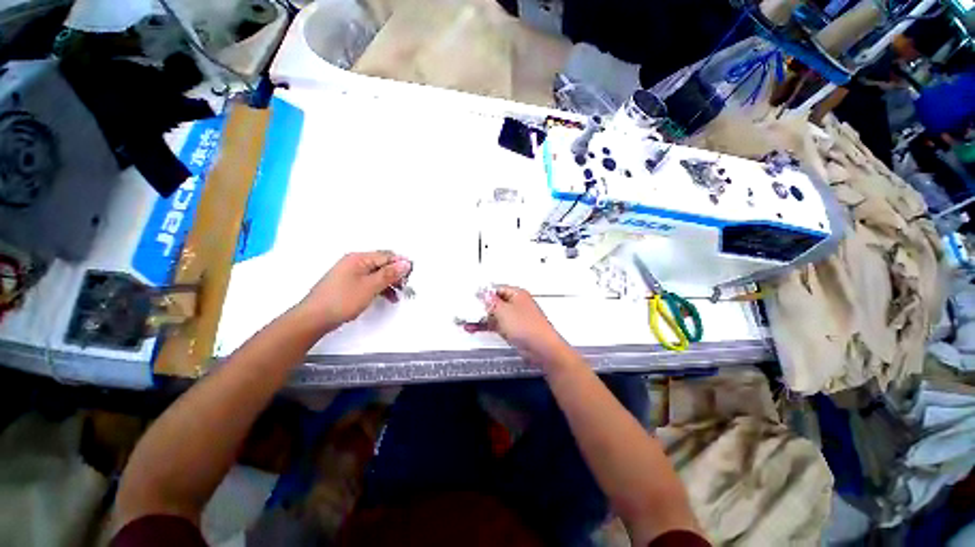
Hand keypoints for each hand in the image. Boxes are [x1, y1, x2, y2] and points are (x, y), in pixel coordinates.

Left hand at [300, 251, 411, 329]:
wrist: (314, 318)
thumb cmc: (341, 300)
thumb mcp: (370, 286)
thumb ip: (389, 274)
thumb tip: (405, 263)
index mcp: (359, 258)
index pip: (387, 256)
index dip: (400, 264)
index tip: (410, 276)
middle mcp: (354, 262)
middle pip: (382, 263)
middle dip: (395, 274)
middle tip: (405, 286)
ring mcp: (351, 273)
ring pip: (377, 274)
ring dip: (389, 282)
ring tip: (398, 294)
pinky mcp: (349, 284)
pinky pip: (370, 281)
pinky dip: (380, 288)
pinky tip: (387, 297)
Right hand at [467, 285, 571, 366]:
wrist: (541, 348)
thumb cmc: (527, 327)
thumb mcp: (503, 311)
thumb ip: (491, 302)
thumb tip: (483, 293)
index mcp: (517, 294)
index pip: (496, 289)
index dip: (483, 293)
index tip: (471, 298)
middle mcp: (517, 304)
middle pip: (495, 302)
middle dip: (480, 307)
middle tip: (466, 310)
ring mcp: (516, 318)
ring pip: (495, 315)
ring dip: (481, 317)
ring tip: (466, 321)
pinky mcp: (514, 330)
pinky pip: (497, 325)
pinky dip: (486, 326)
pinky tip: (475, 328)